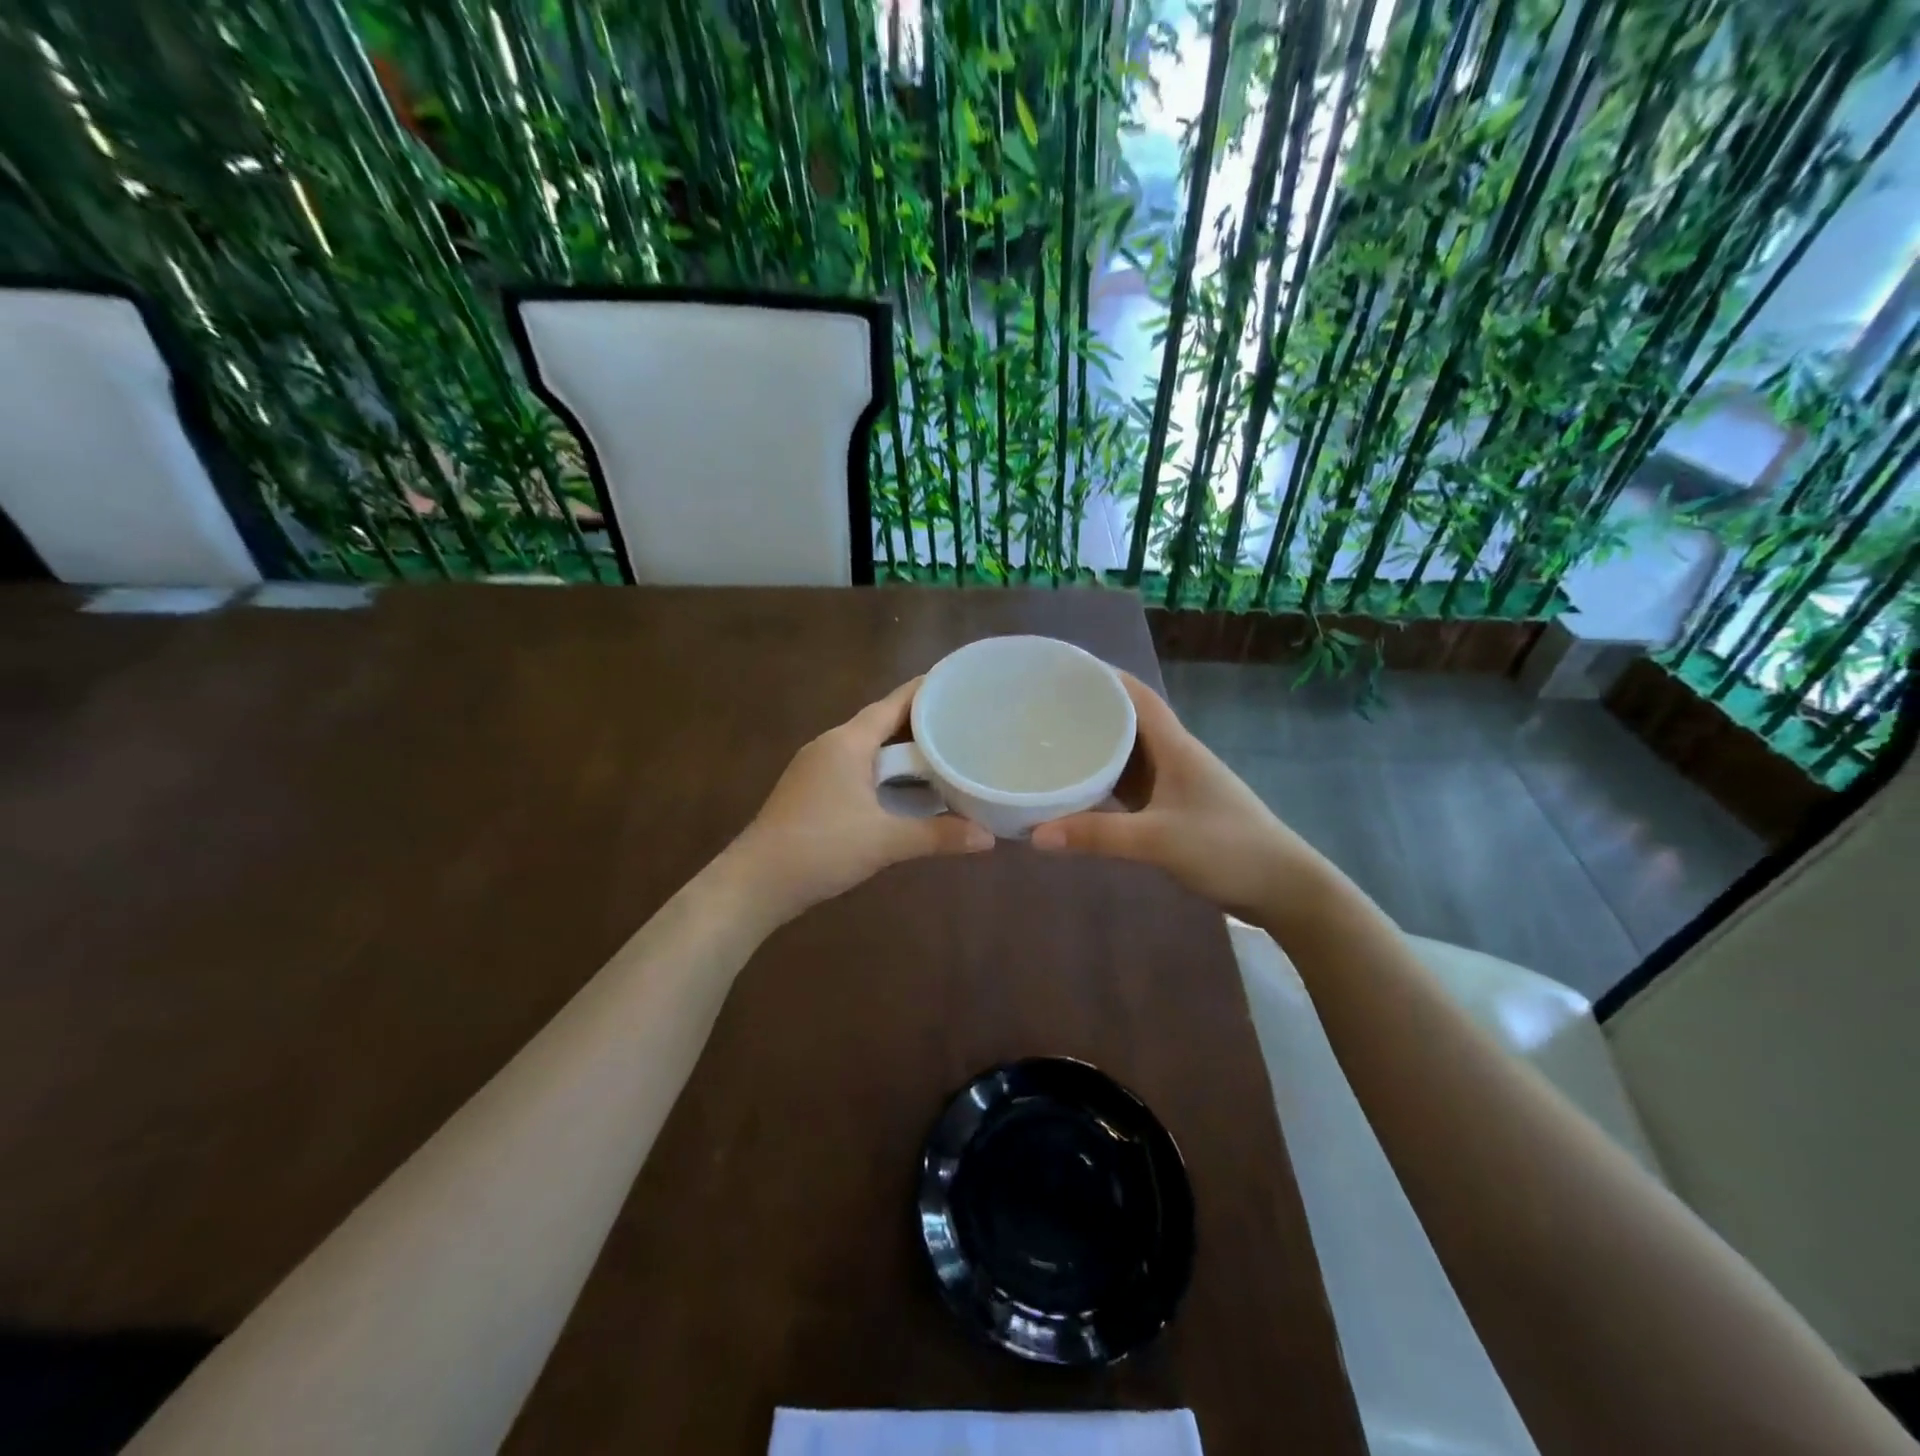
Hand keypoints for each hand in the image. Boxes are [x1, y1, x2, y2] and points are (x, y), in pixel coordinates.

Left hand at [725, 677, 993, 927]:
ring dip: (902, 749)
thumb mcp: (885, 841)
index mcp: (848, 742)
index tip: (959, 685)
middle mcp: (831, 744)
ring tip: (943, 751)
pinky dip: (884, 769)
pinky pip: (857, 765)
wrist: (756, 882)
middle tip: (963, 722)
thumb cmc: (821, 848)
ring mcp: (817, 766)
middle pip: (882, 722)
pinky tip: (905, 787)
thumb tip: (989, 838)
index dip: (927, 691)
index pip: (894, 703)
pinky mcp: (812, 789)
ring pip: (868, 746)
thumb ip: (938, 836)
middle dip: (921, 721)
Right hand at [1031, 671, 1323, 921]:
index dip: (1104, 677)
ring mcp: (1175, 783)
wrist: (1281, 886)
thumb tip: (1035, 834)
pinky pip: (1132, 783)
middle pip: (1129, 720)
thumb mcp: (1157, 840)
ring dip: (1097, 745)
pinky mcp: (1173, 808)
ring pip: (1130, 753)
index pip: (1137, 696)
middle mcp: (1174, 756)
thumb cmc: (1226, 848)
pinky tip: (1081, 786)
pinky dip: (1106, 779)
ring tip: (1053, 740)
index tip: (1065, 670)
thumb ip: (1097, 835)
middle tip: (1044, 708)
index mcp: (1175, 746)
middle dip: (1091, 709)